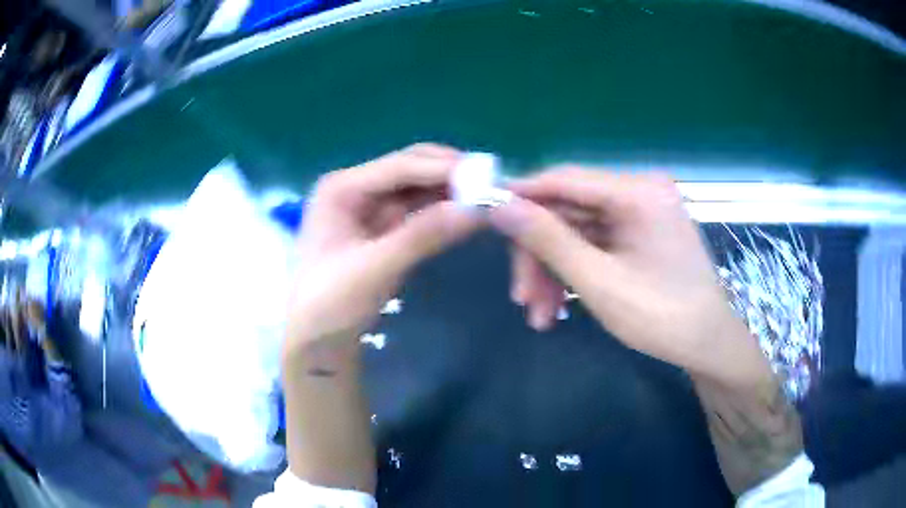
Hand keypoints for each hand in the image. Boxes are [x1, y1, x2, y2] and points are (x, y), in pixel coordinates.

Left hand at [284, 144, 481, 366]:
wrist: (317, 340)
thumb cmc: (331, 303)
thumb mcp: (375, 269)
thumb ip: (423, 235)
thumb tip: (476, 209)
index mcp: (342, 188)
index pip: (400, 166)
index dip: (444, 168)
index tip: (487, 174)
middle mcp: (356, 187)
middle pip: (410, 168)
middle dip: (449, 173)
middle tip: (491, 184)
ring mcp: (369, 206)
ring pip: (417, 186)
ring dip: (449, 190)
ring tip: (487, 196)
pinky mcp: (382, 227)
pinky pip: (417, 209)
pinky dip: (441, 209)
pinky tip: (466, 212)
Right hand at [490, 168, 772, 387]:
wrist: (707, 345)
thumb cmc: (663, 317)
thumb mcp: (600, 282)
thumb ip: (549, 240)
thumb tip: (500, 206)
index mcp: (639, 192)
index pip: (566, 179)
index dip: (523, 196)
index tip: (485, 216)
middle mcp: (640, 192)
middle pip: (569, 211)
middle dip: (540, 255)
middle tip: (520, 297)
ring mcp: (640, 213)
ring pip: (578, 232)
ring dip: (554, 271)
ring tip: (540, 315)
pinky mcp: (639, 233)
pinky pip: (594, 244)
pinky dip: (574, 273)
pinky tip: (560, 306)